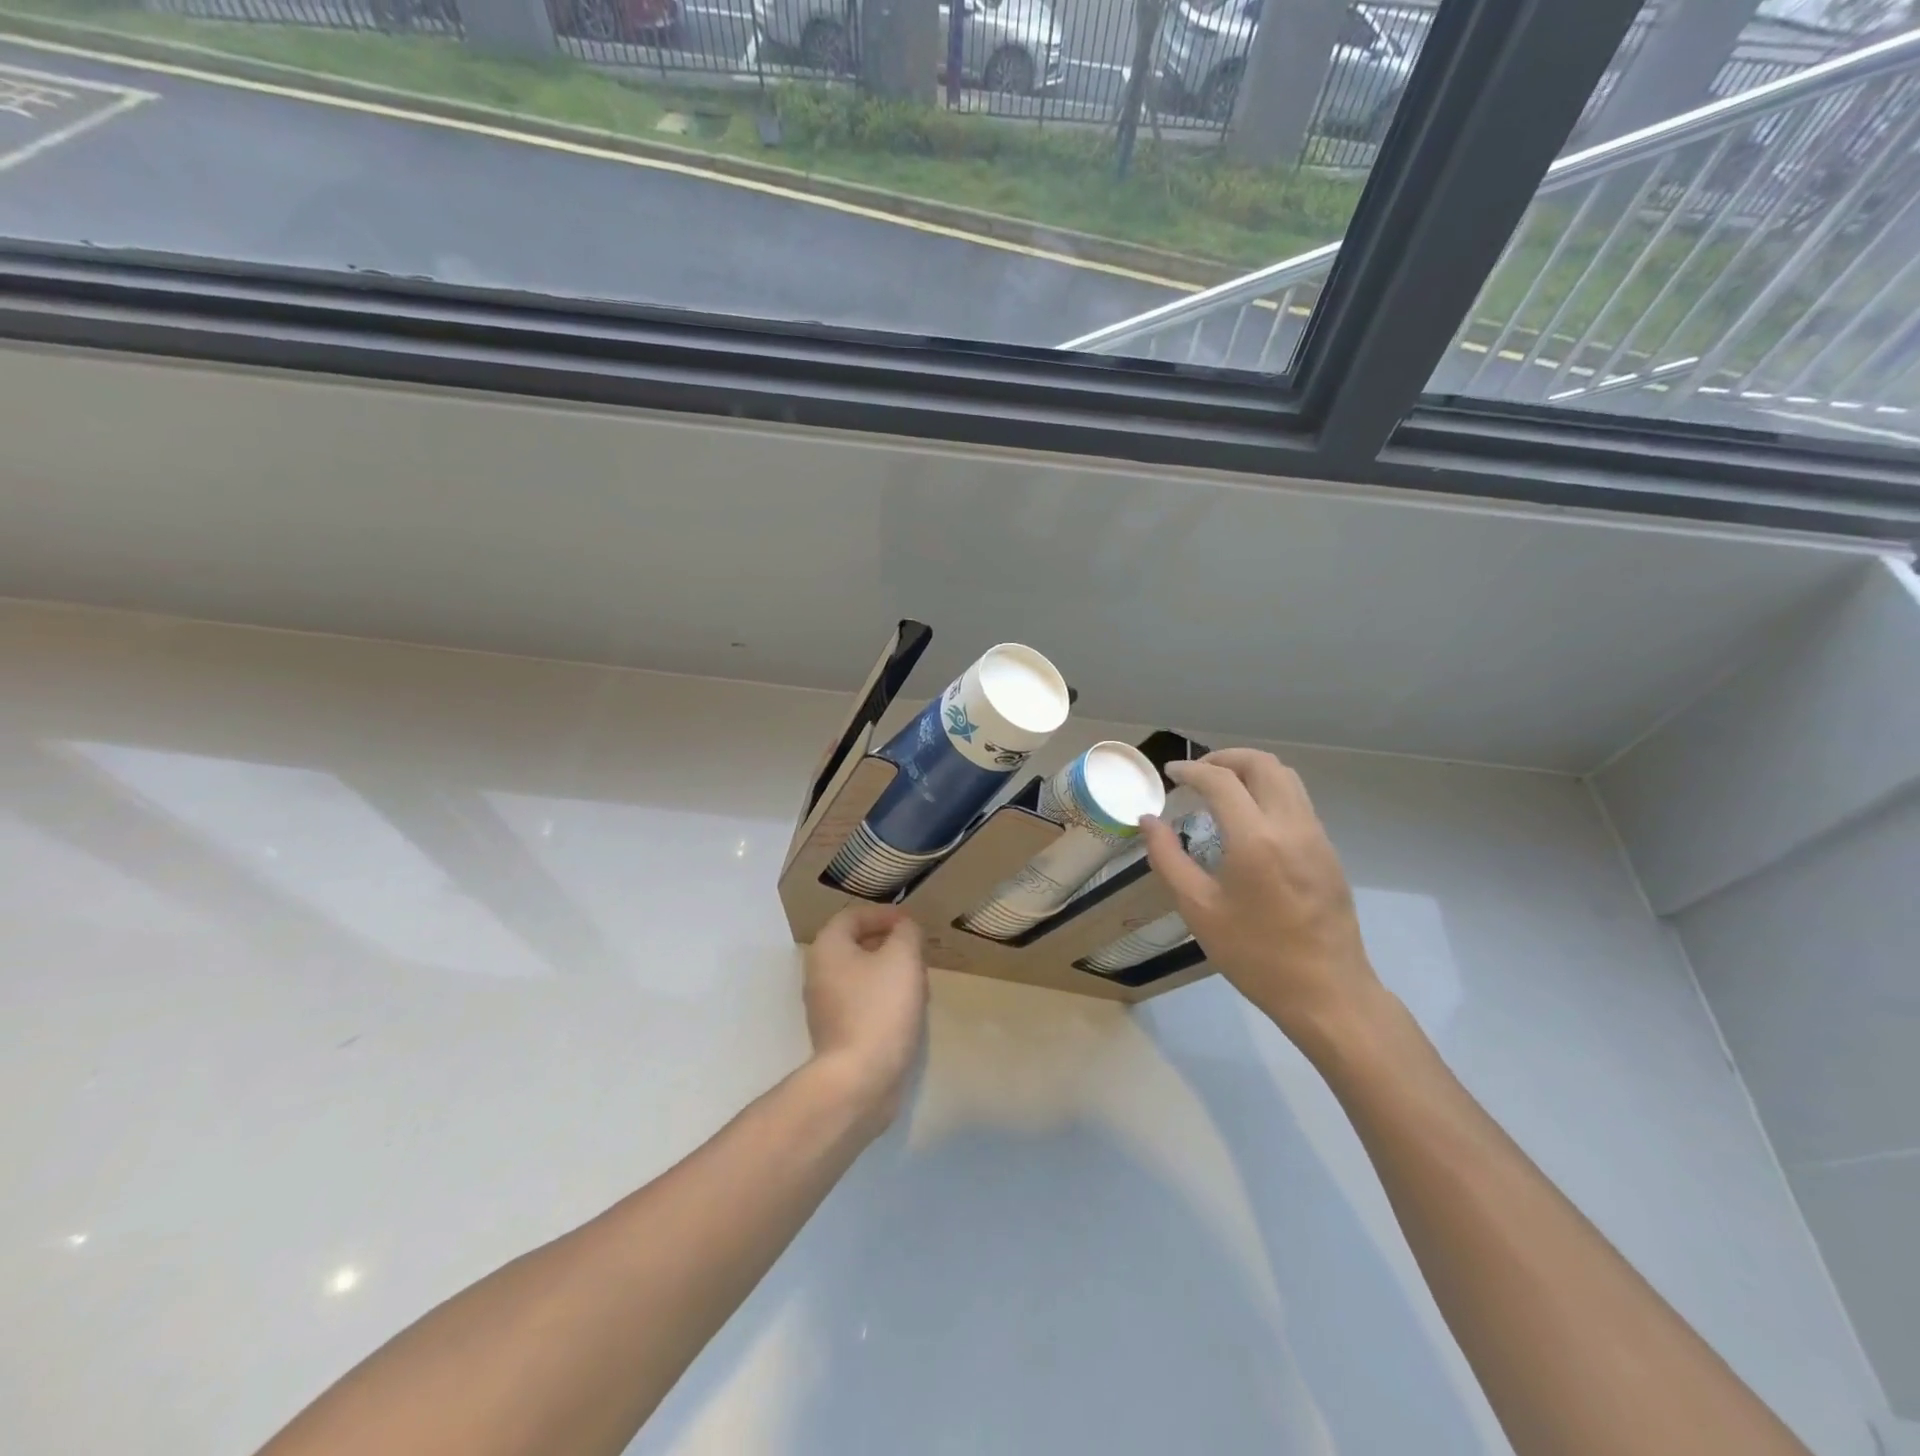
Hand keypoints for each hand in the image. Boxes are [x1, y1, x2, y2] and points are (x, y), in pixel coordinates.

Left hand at [802, 904, 927, 1133]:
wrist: (859, 1079)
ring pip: (862, 976)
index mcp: (828, 948)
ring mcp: (826, 1007)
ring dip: (891, 974)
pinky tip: (909, 1012)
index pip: (853, 916)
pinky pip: (863, 1004)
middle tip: (918, 953)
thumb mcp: (903, 958)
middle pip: (856, 946)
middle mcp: (819, 974)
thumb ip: (906, 932)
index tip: (912, 924)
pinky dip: (885, 1000)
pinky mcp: (838, 1034)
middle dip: (890, 945)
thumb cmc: (880, 1008)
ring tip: (920, 983)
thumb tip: (904, 928)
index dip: (884, 914)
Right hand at [1140, 749, 1380, 1044]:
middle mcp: (1291, 825)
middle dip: (1224, 758)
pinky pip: (1297, 800)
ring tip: (1220, 789)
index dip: (1191, 769)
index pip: (1221, 780)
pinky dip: (1268, 790)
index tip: (1169, 773)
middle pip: (1262, 764)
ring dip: (1249, 771)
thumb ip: (1168, 858)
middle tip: (1196, 775)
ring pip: (1286, 776)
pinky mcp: (1327, 850)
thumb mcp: (1198, 909)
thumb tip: (1148, 821)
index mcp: (1255, 840)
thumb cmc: (1255, 955)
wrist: (1327, 993)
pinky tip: (1247, 819)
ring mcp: (1316, 836)